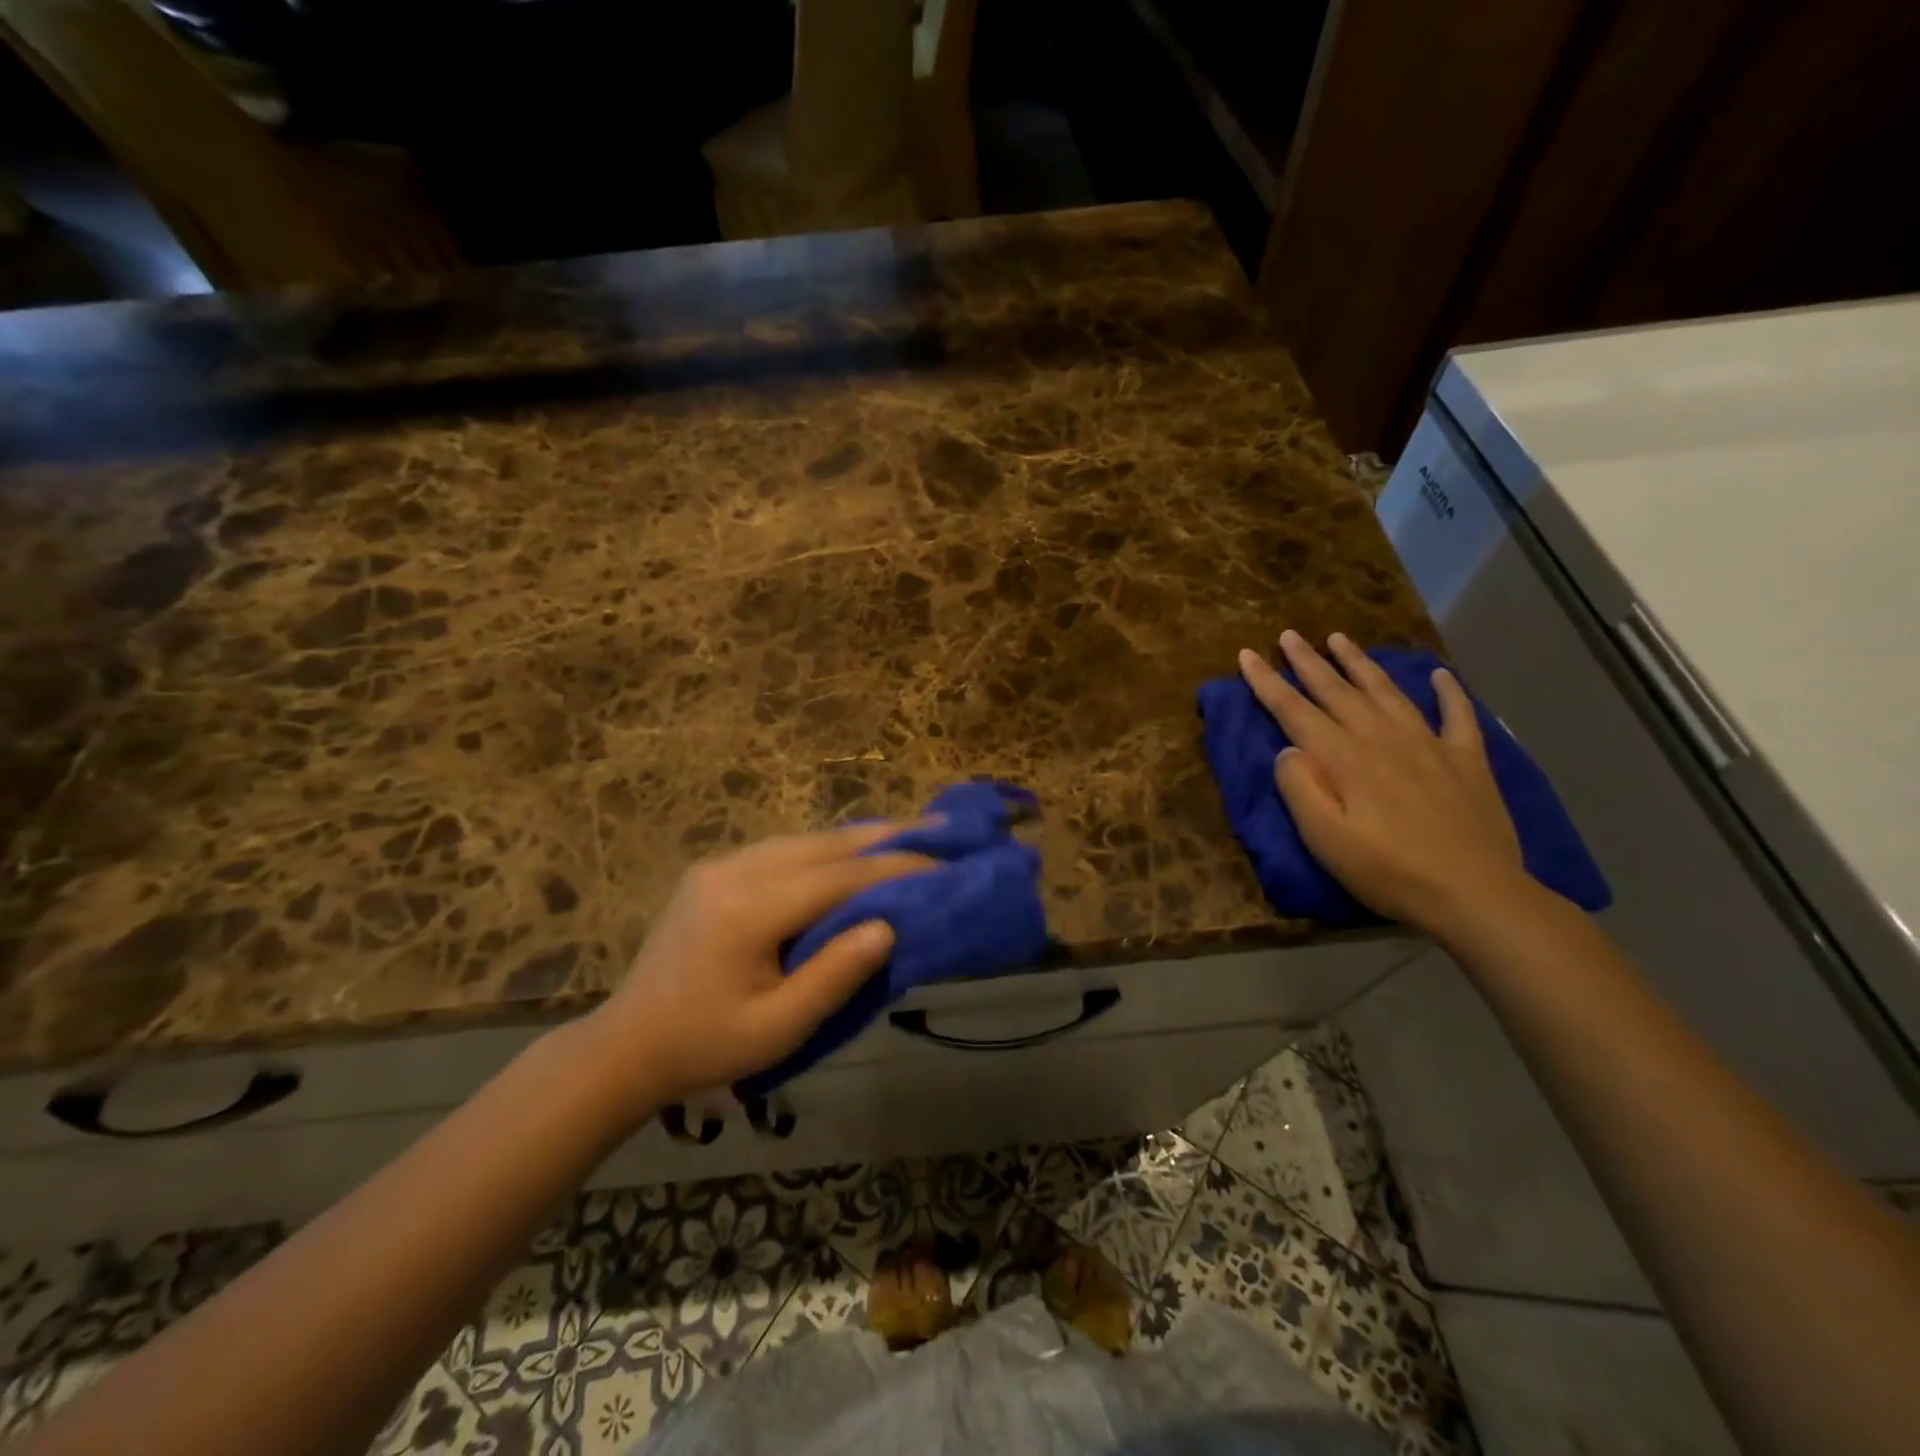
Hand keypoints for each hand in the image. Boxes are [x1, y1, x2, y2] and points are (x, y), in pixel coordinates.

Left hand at [580, 823, 934, 1116]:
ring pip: (803, 840)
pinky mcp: (713, 871)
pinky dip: (824, 848)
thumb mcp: (778, 1027)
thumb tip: (888, 926)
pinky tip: (848, 853)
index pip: (839, 878)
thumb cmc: (706, 1046)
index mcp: (749, 910)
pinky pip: (781, 849)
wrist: (627, 1045)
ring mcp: (720, 866)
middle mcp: (735, 871)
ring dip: (855, 839)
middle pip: (823, 846)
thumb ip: (835, 975)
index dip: (894, 867)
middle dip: (883, 838)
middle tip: (937, 828)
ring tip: (904, 833)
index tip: (942, 861)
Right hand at [1239, 630, 1539, 936]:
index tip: (1246, 655)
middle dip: (1308, 661)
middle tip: (1288, 635)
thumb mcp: (1325, 838)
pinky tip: (1440, 675)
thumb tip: (1288, 749)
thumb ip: (1300, 787)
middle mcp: (1381, 737)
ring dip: (1359, 663)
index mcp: (1343, 757)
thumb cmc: (1388, 870)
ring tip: (1339, 639)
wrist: (1475, 892)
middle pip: (1337, 690)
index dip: (1268, 682)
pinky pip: (1456, 715)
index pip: (1295, 710)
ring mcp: (1428, 744)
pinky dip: (1448, 692)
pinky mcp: (1466, 760)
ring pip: (1386, 691)